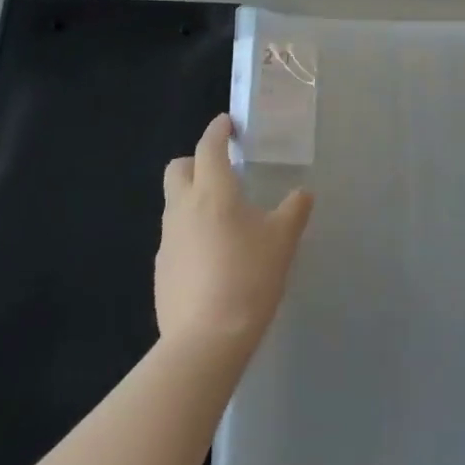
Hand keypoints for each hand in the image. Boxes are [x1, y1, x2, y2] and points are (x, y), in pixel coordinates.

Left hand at [157, 114, 312, 353]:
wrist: (205, 342)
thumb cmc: (249, 277)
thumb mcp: (283, 240)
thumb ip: (294, 210)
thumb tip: (302, 193)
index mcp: (213, 191)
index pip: (208, 146)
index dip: (218, 130)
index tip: (228, 123)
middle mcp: (182, 208)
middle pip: (178, 168)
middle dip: (197, 161)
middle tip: (223, 171)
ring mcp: (167, 241)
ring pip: (174, 203)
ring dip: (194, 198)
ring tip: (225, 218)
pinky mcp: (161, 270)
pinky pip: (175, 237)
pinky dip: (191, 233)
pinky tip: (214, 257)